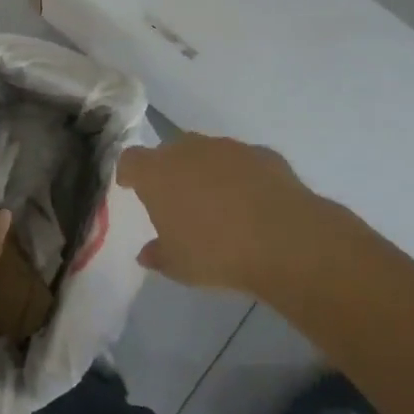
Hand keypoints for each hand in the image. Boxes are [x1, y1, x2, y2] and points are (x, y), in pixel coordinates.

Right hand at [117, 134, 317, 298]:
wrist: (283, 238)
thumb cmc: (216, 252)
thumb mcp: (178, 265)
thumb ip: (158, 254)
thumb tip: (146, 253)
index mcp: (158, 173)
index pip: (131, 160)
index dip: (129, 172)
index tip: (131, 186)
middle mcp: (189, 149)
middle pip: (170, 151)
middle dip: (170, 171)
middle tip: (177, 200)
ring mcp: (228, 147)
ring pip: (208, 153)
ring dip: (206, 171)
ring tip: (217, 203)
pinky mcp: (262, 153)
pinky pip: (242, 162)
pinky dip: (241, 177)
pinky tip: (252, 203)